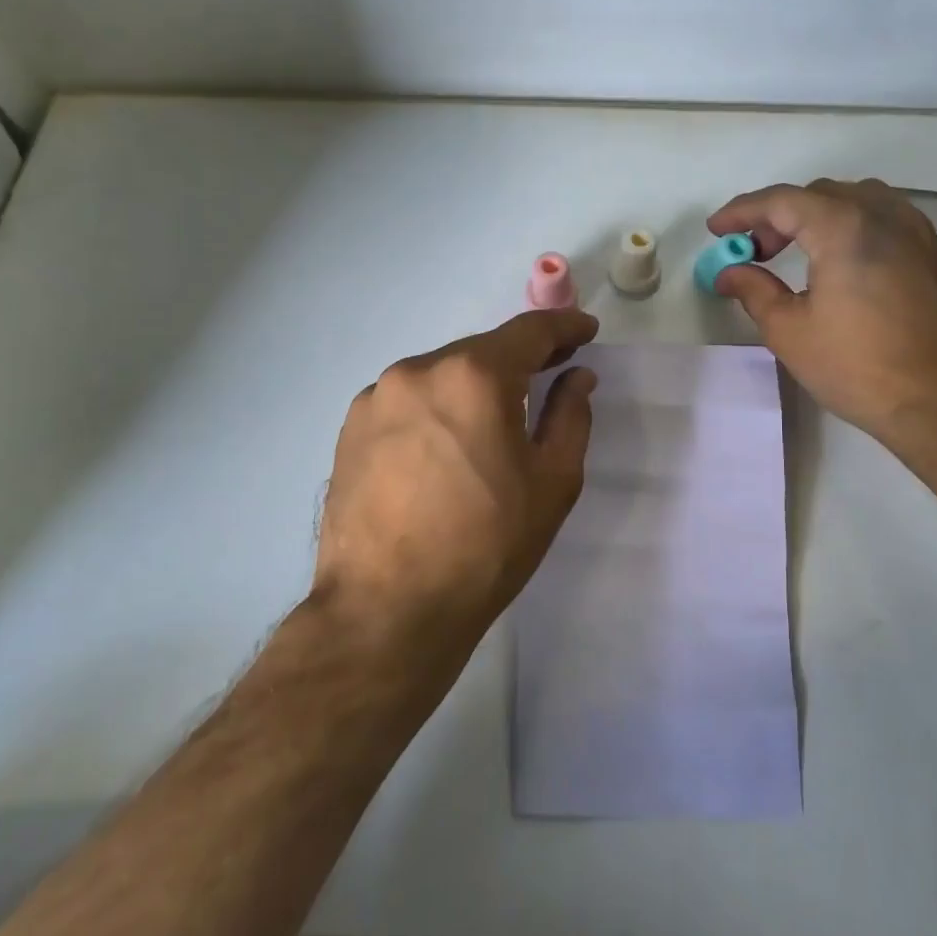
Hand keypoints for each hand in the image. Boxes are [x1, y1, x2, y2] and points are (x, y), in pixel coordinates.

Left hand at [311, 308, 598, 662]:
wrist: (387, 609)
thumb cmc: (485, 546)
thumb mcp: (552, 482)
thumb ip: (570, 416)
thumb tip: (576, 377)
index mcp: (474, 376)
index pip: (530, 331)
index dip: (564, 326)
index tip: (585, 330)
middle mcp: (419, 369)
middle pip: (482, 351)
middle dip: (519, 360)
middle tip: (549, 374)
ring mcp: (377, 396)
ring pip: (442, 375)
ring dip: (473, 386)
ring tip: (492, 422)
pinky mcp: (351, 427)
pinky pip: (408, 400)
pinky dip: (436, 408)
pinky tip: (444, 446)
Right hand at [708, 179, 936, 459]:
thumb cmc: (859, 369)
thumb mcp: (790, 332)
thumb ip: (754, 291)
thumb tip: (729, 272)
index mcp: (844, 228)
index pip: (782, 201)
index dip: (742, 211)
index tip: (716, 230)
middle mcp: (884, 215)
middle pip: (819, 195)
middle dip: (777, 216)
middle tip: (752, 251)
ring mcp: (916, 232)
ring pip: (854, 200)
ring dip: (815, 216)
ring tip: (793, 252)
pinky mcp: (933, 253)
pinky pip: (883, 217)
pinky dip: (848, 225)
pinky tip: (838, 262)